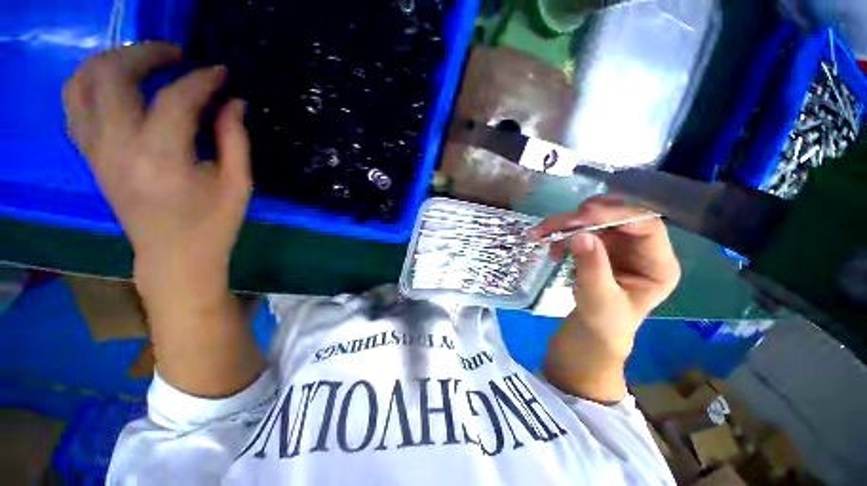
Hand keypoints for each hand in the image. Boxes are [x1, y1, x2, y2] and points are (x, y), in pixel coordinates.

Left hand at [62, 42, 250, 304]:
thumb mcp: (238, 185)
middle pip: (113, 74)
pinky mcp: (90, 155)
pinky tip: (118, 85)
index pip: (176, 99)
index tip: (221, 72)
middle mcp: (118, 147)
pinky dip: (92, 82)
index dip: (202, 79)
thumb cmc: (213, 224)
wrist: (173, 257)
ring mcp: (96, 150)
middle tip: (179, 55)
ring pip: (82, 82)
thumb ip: (235, 139)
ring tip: (144, 62)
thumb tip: (233, 102)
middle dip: (147, 52)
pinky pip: (74, 104)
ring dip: (113, 60)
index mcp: (162, 159)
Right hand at [532, 197, 679, 401]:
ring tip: (541, 233)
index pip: (646, 226)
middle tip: (554, 223)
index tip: (583, 214)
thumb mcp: (599, 299)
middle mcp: (640, 249)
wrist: (590, 332)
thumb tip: (581, 234)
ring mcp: (618, 246)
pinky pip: (580, 231)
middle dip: (583, 217)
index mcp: (657, 264)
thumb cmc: (603, 323)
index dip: (617, 214)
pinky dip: (562, 236)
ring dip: (566, 225)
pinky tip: (551, 250)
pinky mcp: (599, 248)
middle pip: (617, 218)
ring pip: (594, 221)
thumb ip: (592, 267)